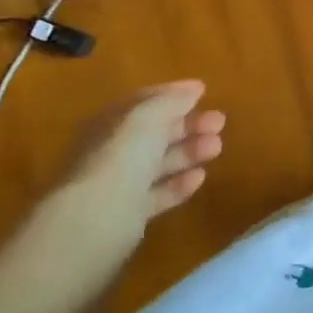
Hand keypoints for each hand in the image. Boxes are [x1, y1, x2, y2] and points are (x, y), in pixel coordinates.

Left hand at [50, 81, 224, 233]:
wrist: (92, 223)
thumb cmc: (118, 160)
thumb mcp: (146, 120)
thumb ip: (170, 102)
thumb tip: (192, 89)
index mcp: (108, 124)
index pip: (142, 103)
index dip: (172, 95)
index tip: (204, 91)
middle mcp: (110, 152)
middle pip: (153, 133)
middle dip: (187, 124)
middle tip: (220, 122)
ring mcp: (118, 185)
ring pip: (158, 163)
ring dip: (189, 151)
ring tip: (217, 147)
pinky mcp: (128, 216)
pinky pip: (158, 194)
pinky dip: (179, 184)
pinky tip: (200, 177)